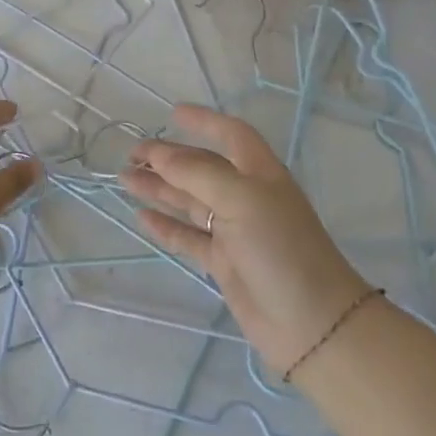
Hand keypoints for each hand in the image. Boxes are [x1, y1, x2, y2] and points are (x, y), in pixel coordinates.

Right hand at [124, 104, 376, 375]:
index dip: (204, 121)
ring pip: (189, 201)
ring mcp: (235, 231)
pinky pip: (188, 237)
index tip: (172, 113)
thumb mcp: (241, 199)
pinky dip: (165, 225)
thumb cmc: (280, 247)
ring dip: (159, 189)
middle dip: (169, 158)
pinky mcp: (224, 262)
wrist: (310, 322)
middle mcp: (247, 197)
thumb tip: (159, 154)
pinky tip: (141, 216)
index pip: (231, 135)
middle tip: (131, 154)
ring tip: (125, 179)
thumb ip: (197, 173)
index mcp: (259, 173)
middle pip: (202, 168)